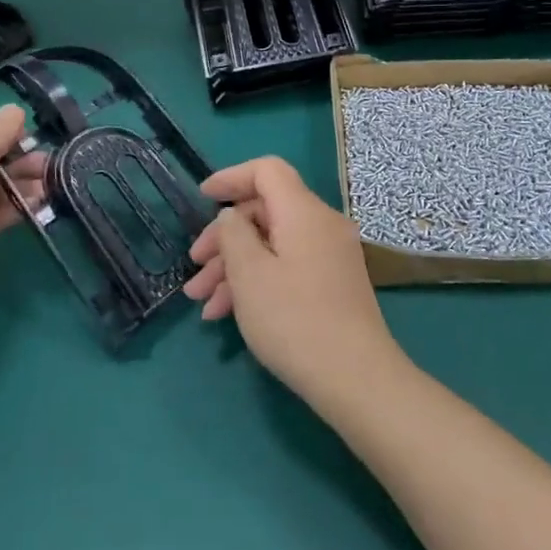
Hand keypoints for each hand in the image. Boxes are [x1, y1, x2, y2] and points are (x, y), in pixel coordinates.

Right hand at [183, 157, 402, 405]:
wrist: (356, 378)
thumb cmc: (294, 320)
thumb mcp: (249, 274)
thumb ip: (233, 234)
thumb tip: (232, 216)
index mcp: (303, 212)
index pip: (267, 171)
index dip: (231, 177)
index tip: (201, 198)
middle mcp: (321, 225)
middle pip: (265, 211)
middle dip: (224, 238)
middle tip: (194, 267)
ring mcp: (330, 256)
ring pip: (272, 245)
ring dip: (234, 267)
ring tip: (201, 302)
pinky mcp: (332, 284)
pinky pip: (287, 267)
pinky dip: (257, 281)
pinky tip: (227, 314)